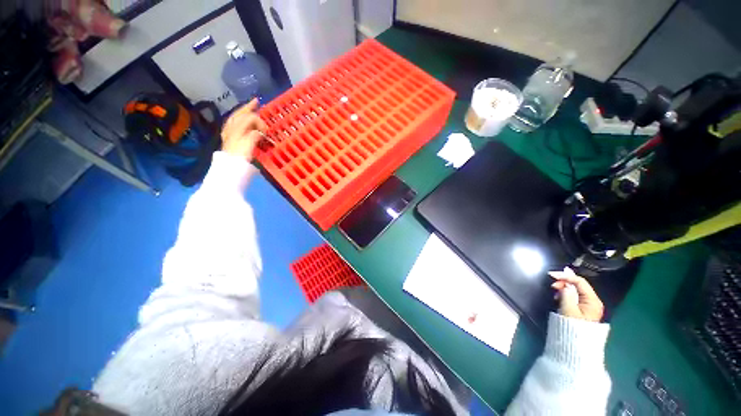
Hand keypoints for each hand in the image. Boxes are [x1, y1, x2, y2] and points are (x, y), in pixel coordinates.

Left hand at [220, 98, 267, 160]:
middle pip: (240, 114)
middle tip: (256, 102)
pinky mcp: (229, 138)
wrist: (230, 166)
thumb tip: (259, 132)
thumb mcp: (248, 144)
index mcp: (237, 128)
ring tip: (250, 108)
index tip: (266, 129)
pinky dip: (239, 120)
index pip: (249, 118)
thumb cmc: (240, 155)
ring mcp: (229, 132)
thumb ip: (254, 135)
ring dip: (243, 112)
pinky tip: (242, 121)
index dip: (259, 121)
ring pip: (236, 118)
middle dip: (248, 108)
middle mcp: (232, 127)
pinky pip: (234, 124)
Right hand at [548, 267, 603, 322]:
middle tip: (553, 285)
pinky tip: (559, 297)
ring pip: (575, 290)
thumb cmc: (572, 326)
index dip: (566, 276)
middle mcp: (593, 301)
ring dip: (563, 288)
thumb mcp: (568, 309)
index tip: (552, 275)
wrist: (575, 344)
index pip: (580, 282)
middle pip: (578, 285)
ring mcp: (588, 305)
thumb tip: (565, 284)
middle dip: (564, 282)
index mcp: (592, 300)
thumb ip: (566, 294)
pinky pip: (574, 296)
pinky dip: (565, 294)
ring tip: (555, 292)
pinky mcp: (582, 309)